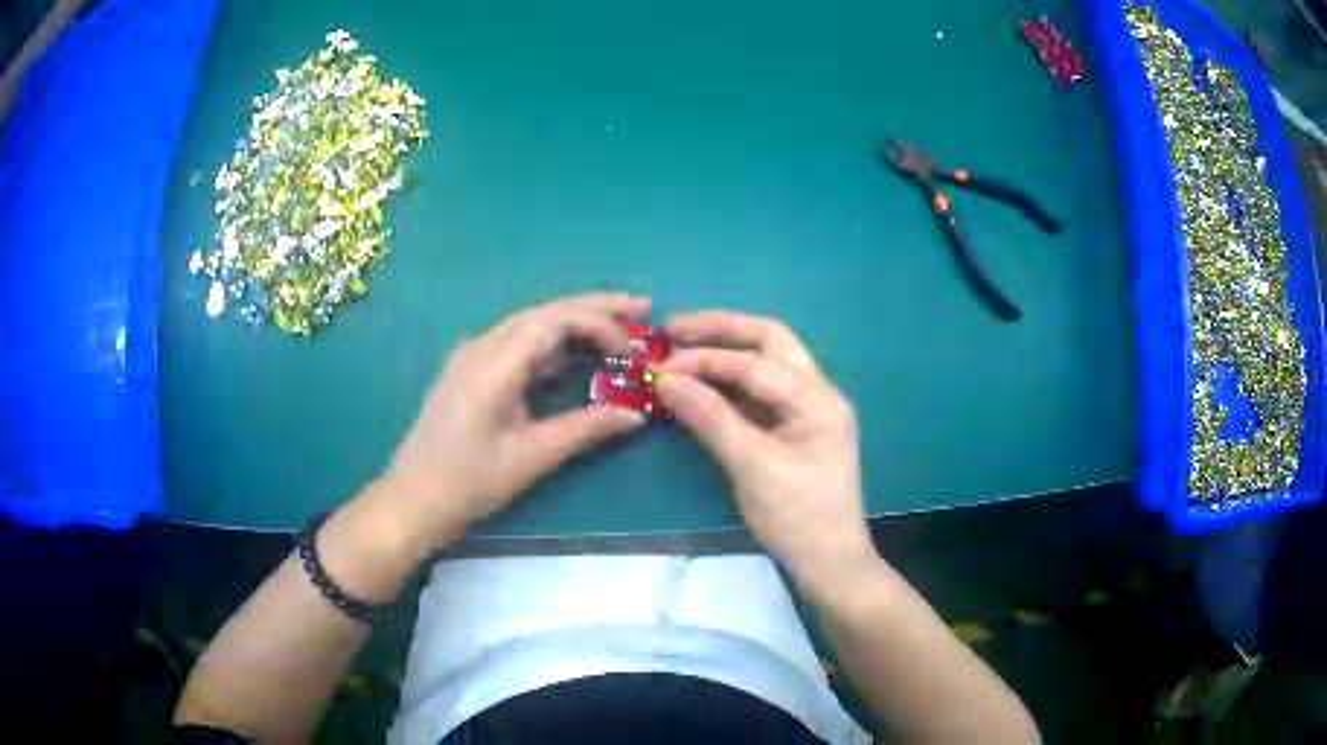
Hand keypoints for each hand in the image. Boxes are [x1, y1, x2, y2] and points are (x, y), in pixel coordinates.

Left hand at [380, 293, 650, 549]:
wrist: (413, 499)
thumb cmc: (469, 482)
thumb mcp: (532, 456)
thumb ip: (586, 428)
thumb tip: (637, 415)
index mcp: (495, 362)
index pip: (556, 320)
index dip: (601, 326)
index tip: (632, 354)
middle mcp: (483, 345)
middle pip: (546, 311)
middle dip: (596, 308)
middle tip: (643, 310)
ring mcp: (473, 355)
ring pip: (532, 323)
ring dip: (575, 323)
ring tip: (618, 331)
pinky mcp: (470, 370)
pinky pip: (517, 343)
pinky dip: (552, 344)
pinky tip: (573, 359)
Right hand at [656, 311, 875, 590]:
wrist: (829, 562)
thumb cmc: (797, 517)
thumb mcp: (752, 467)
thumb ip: (710, 418)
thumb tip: (666, 379)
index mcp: (817, 399)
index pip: (755, 362)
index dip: (705, 359)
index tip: (660, 365)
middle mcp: (818, 392)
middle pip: (769, 340)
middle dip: (721, 330)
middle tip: (672, 330)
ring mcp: (809, 408)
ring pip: (767, 359)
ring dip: (726, 348)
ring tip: (681, 346)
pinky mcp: (795, 426)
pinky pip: (762, 389)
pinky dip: (731, 379)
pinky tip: (702, 381)